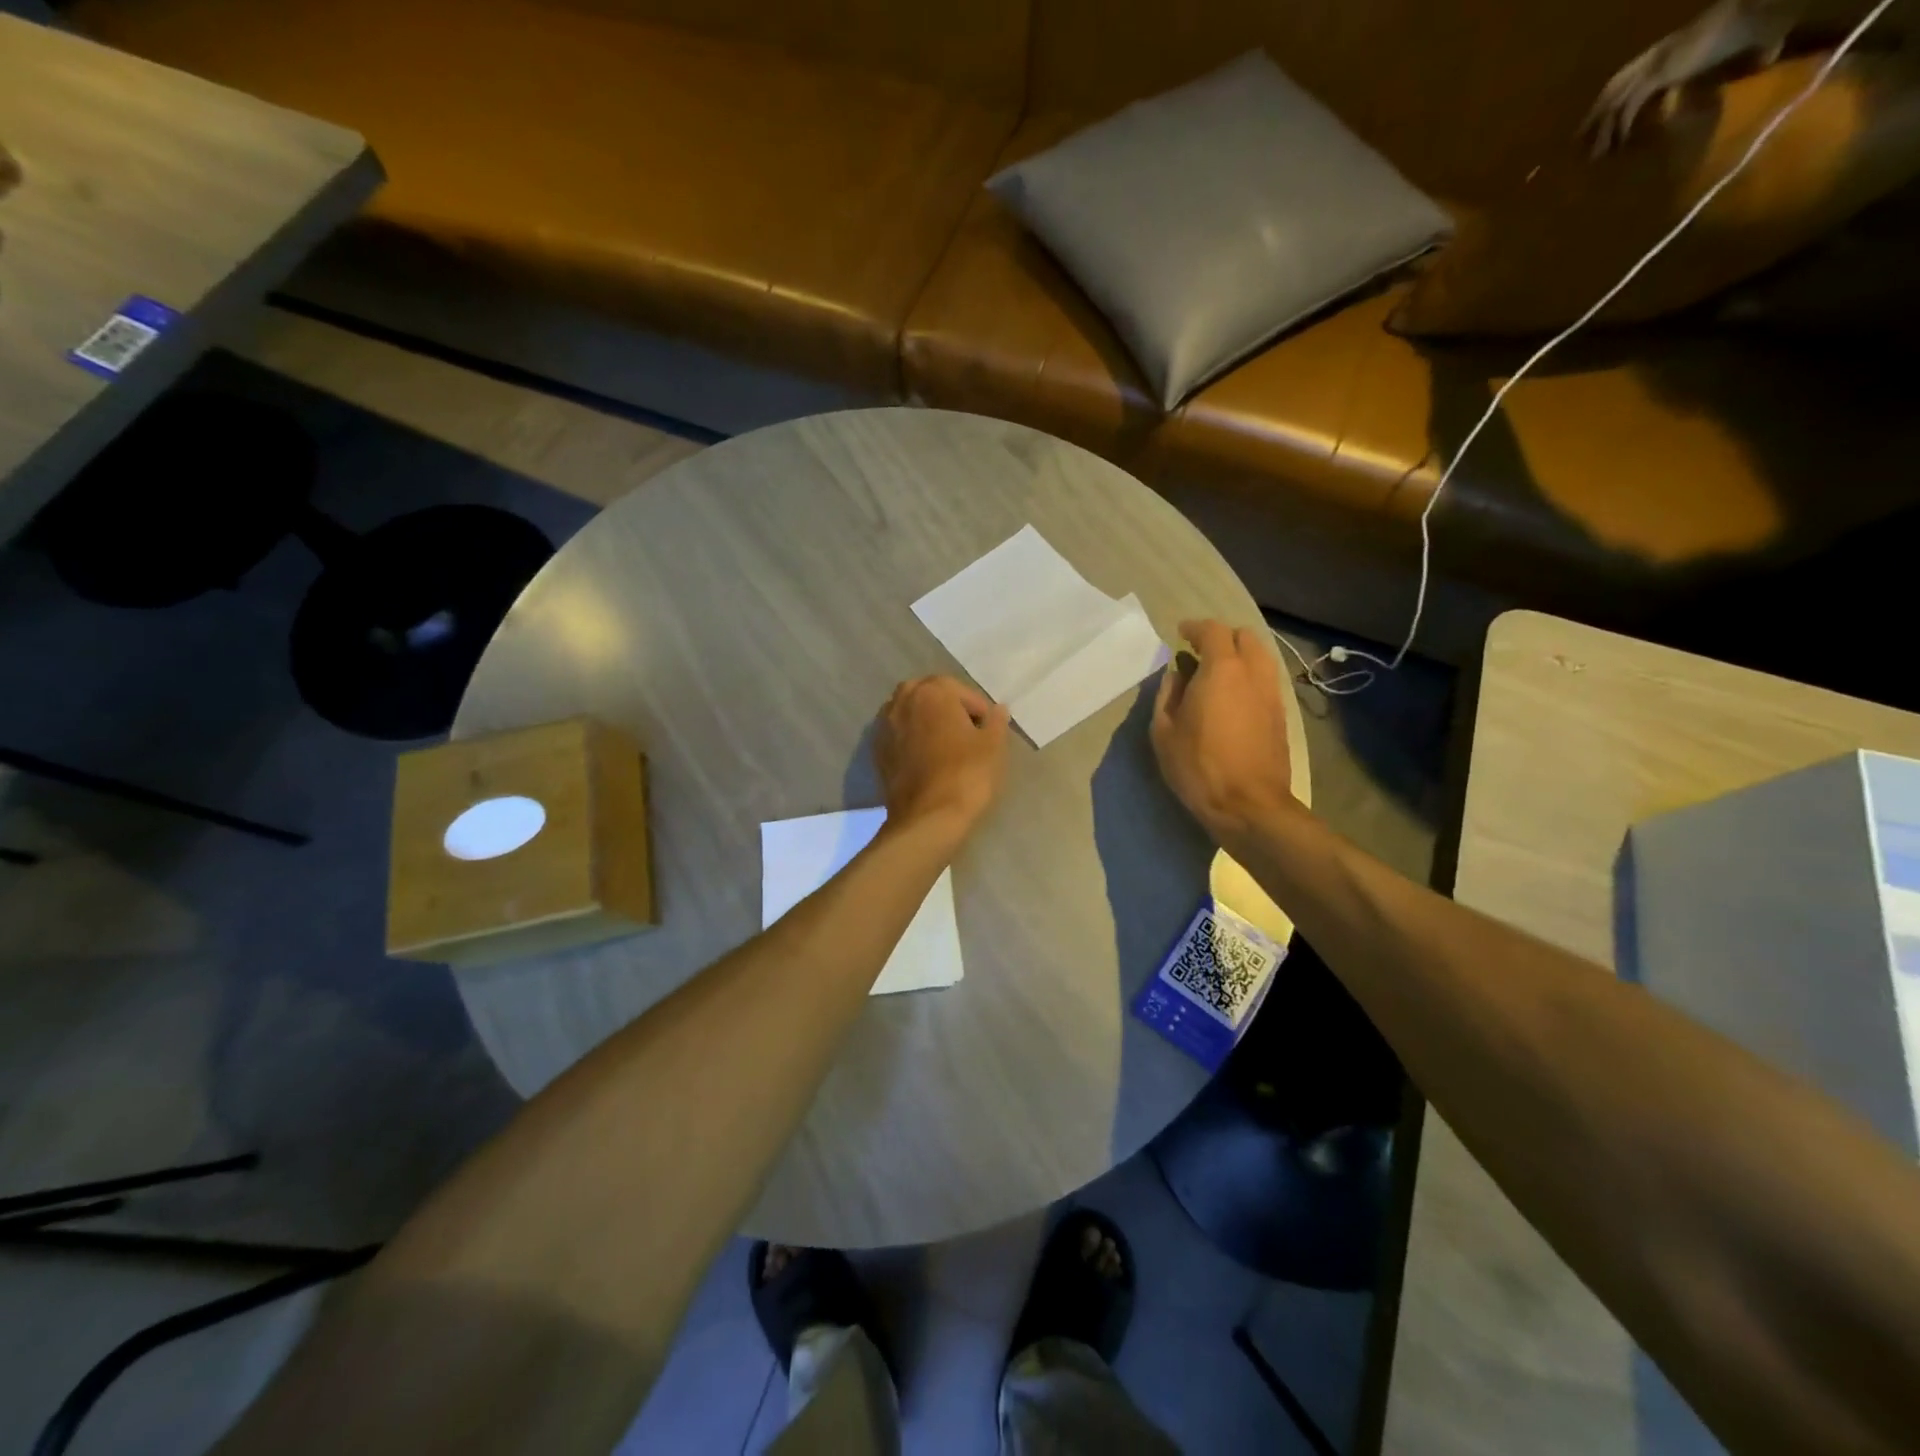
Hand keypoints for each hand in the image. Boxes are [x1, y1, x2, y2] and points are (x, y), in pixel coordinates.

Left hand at [874, 676, 1010, 841]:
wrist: (928, 817)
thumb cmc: (966, 774)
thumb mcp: (992, 746)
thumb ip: (996, 721)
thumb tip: (999, 709)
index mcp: (931, 691)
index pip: (960, 691)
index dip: (978, 709)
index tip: (988, 730)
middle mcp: (902, 701)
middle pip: (930, 696)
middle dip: (948, 709)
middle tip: (967, 733)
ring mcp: (884, 726)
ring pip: (910, 713)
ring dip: (927, 722)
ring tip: (945, 745)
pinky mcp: (876, 751)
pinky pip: (898, 735)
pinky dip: (912, 739)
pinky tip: (926, 759)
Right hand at [1151, 620, 1297, 841]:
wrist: (1248, 805)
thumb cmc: (1198, 766)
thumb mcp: (1164, 731)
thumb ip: (1168, 695)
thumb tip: (1177, 675)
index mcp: (1222, 670)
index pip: (1213, 631)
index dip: (1195, 628)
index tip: (1180, 633)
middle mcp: (1253, 673)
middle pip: (1245, 637)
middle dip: (1222, 638)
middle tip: (1200, 653)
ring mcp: (1272, 694)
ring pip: (1261, 658)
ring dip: (1239, 657)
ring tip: (1217, 675)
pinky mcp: (1281, 715)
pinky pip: (1266, 681)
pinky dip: (1249, 677)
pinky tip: (1233, 698)